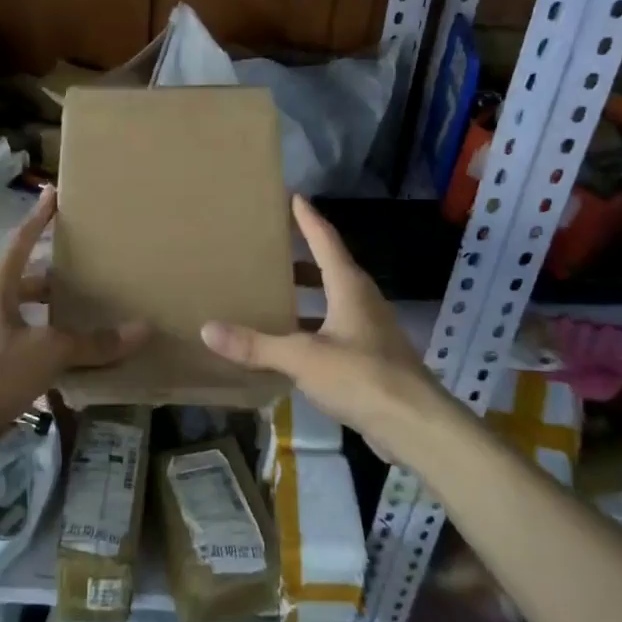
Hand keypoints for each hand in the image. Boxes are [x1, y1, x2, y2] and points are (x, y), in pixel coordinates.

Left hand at [0, 188, 148, 433]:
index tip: (55, 193)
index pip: (23, 240)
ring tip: (93, 312)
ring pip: (31, 314)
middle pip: (30, 279)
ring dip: (57, 314)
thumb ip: (93, 342)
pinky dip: (52, 346)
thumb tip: (143, 328)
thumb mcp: (48, 352)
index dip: (40, 217)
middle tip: (94, 266)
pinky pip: (29, 344)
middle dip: (59, 274)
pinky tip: (77, 358)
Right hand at [201, 195, 439, 437]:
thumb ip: (256, 345)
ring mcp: (370, 330)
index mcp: (349, 287)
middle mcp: (362, 301)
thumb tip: (207, 328)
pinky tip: (291, 342)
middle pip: (330, 268)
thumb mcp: (303, 358)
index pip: (326, 240)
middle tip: (271, 247)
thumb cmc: (361, 376)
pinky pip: (335, 329)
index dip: (307, 219)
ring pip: (333, 300)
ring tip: (274, 292)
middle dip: (302, 257)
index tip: (293, 196)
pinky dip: (312, 326)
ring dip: (307, 295)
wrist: (415, 425)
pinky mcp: (371, 358)